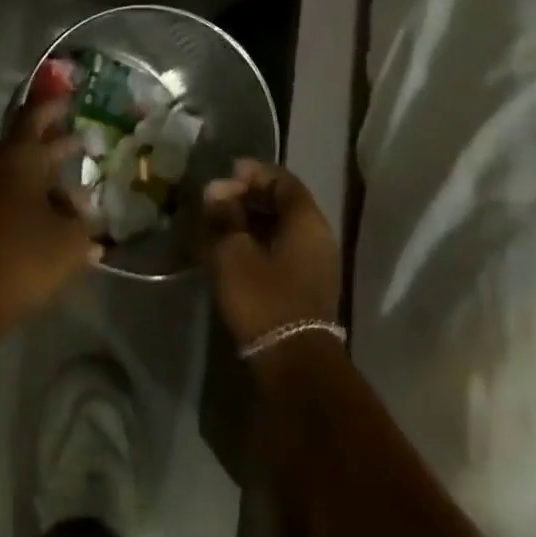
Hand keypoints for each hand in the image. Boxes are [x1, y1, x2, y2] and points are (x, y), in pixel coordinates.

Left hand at [0, 97, 99, 336]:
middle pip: (28, 146)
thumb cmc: (25, 256)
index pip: (36, 118)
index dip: (54, 108)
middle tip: (82, 142)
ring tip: (77, 196)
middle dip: (55, 145)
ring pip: (20, 175)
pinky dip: (32, 201)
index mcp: (20, 159)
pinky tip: (55, 222)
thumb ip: (85, 223)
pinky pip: (10, 198)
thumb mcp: (71, 241)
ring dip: (46, 180)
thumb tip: (88, 214)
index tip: (71, 100)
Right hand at [202, 159, 340, 345]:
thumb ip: (224, 215)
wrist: (293, 363)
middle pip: (284, 202)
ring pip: (283, 227)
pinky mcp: (309, 286)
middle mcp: (319, 236)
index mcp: (307, 221)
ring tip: (221, 225)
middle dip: (249, 196)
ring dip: (253, 221)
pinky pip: (284, 249)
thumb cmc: (263, 297)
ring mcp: (317, 263)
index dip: (253, 173)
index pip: (282, 179)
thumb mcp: (233, 251)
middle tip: (217, 202)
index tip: (224, 177)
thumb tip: (216, 189)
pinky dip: (261, 242)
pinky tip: (235, 251)